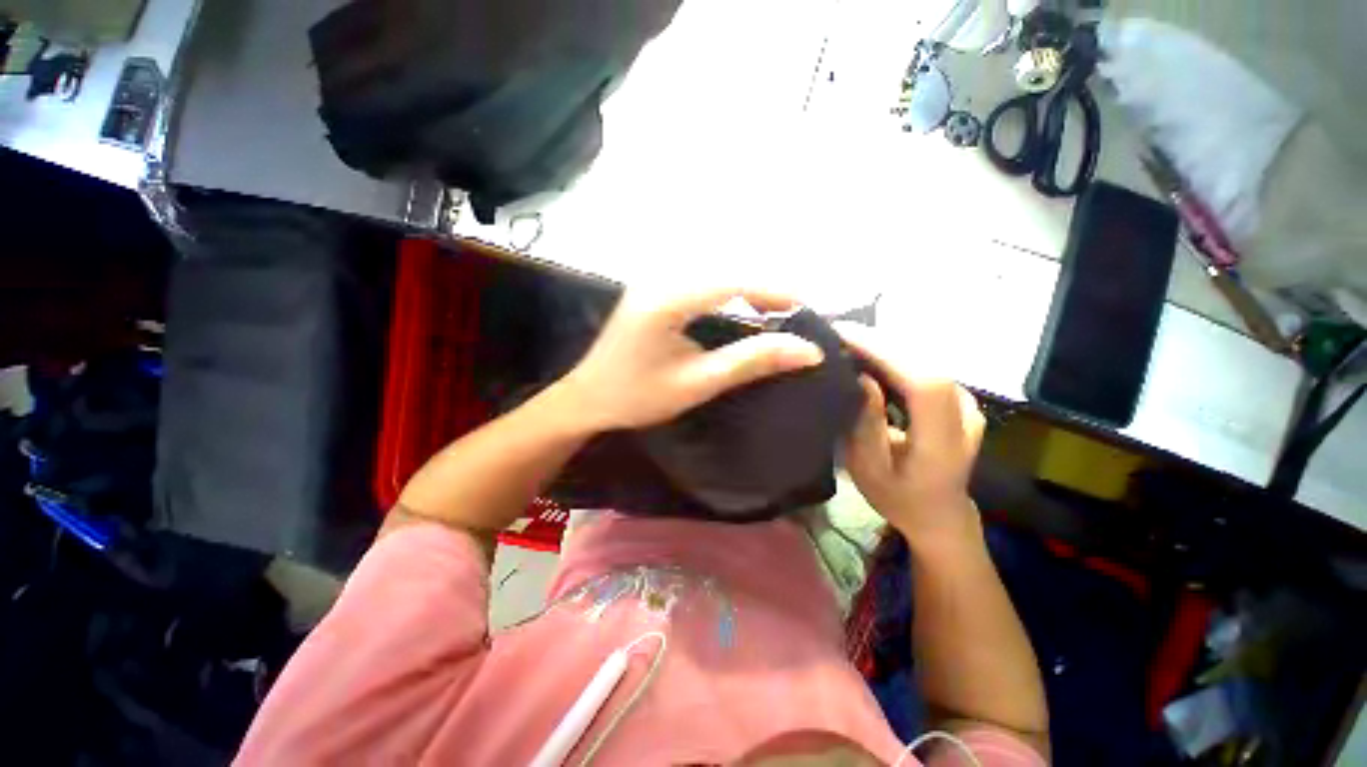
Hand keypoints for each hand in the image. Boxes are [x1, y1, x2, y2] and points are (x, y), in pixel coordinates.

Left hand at [559, 287, 824, 430]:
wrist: (588, 398)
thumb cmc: (638, 397)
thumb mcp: (697, 383)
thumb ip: (750, 361)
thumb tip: (806, 350)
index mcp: (667, 299)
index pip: (733, 281)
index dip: (775, 290)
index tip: (808, 308)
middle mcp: (660, 278)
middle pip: (727, 269)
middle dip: (766, 287)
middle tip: (796, 314)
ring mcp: (654, 280)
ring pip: (716, 270)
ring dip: (749, 287)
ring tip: (777, 311)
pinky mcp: (655, 288)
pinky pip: (702, 279)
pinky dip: (730, 291)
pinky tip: (743, 307)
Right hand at [836, 323, 985, 545]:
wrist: (939, 513)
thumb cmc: (898, 498)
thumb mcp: (869, 470)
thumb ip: (867, 426)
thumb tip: (862, 378)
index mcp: (944, 442)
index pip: (925, 383)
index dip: (887, 352)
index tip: (844, 336)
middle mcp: (964, 415)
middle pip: (926, 362)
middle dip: (880, 341)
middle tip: (837, 332)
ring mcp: (966, 403)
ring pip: (926, 358)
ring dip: (886, 343)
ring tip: (848, 338)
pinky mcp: (957, 396)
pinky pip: (925, 364)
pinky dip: (895, 353)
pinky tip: (870, 352)